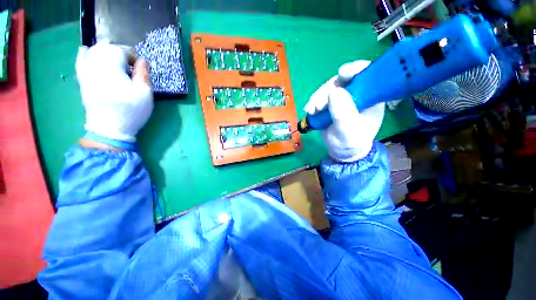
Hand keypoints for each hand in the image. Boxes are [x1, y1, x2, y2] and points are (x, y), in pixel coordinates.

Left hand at [76, 41, 152, 142]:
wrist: (110, 128)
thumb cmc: (131, 110)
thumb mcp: (145, 93)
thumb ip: (143, 74)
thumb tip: (142, 60)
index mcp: (112, 67)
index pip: (121, 51)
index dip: (133, 57)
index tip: (140, 68)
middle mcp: (96, 65)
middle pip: (105, 48)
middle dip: (119, 52)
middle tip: (129, 64)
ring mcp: (86, 72)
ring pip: (92, 52)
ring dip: (104, 51)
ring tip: (113, 58)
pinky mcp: (82, 80)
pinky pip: (80, 61)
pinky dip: (84, 54)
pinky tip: (87, 52)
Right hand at [304, 60, 384, 161]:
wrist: (341, 150)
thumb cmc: (350, 141)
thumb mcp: (348, 130)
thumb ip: (343, 113)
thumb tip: (334, 91)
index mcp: (370, 97)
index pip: (367, 75)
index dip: (355, 69)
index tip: (341, 74)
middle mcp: (356, 94)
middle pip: (342, 81)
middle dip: (327, 90)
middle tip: (318, 105)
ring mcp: (341, 98)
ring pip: (328, 89)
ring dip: (317, 98)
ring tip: (311, 110)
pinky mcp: (329, 103)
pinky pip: (320, 97)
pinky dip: (313, 102)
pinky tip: (308, 110)